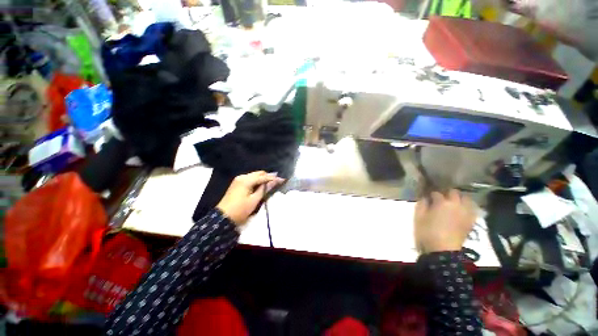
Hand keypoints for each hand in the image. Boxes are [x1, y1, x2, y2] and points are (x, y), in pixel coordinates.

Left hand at [217, 171, 283, 224]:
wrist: (223, 217)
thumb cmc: (240, 210)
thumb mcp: (254, 200)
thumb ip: (264, 189)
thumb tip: (274, 182)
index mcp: (246, 180)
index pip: (263, 177)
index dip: (273, 178)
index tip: (282, 180)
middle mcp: (242, 177)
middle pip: (259, 173)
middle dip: (268, 176)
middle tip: (277, 181)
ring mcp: (239, 179)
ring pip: (254, 175)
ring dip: (263, 178)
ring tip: (271, 183)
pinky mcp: (237, 183)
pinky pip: (250, 178)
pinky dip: (257, 180)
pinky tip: (261, 185)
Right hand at [414, 190, 475, 253]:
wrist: (443, 251)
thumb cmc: (427, 233)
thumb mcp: (418, 217)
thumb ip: (421, 205)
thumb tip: (424, 198)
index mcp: (441, 203)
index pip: (436, 193)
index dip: (431, 195)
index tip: (428, 199)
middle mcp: (456, 204)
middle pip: (453, 192)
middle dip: (447, 194)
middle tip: (441, 199)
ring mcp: (466, 212)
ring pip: (466, 198)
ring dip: (459, 198)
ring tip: (454, 203)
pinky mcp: (471, 221)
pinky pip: (473, 209)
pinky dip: (468, 207)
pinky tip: (463, 210)